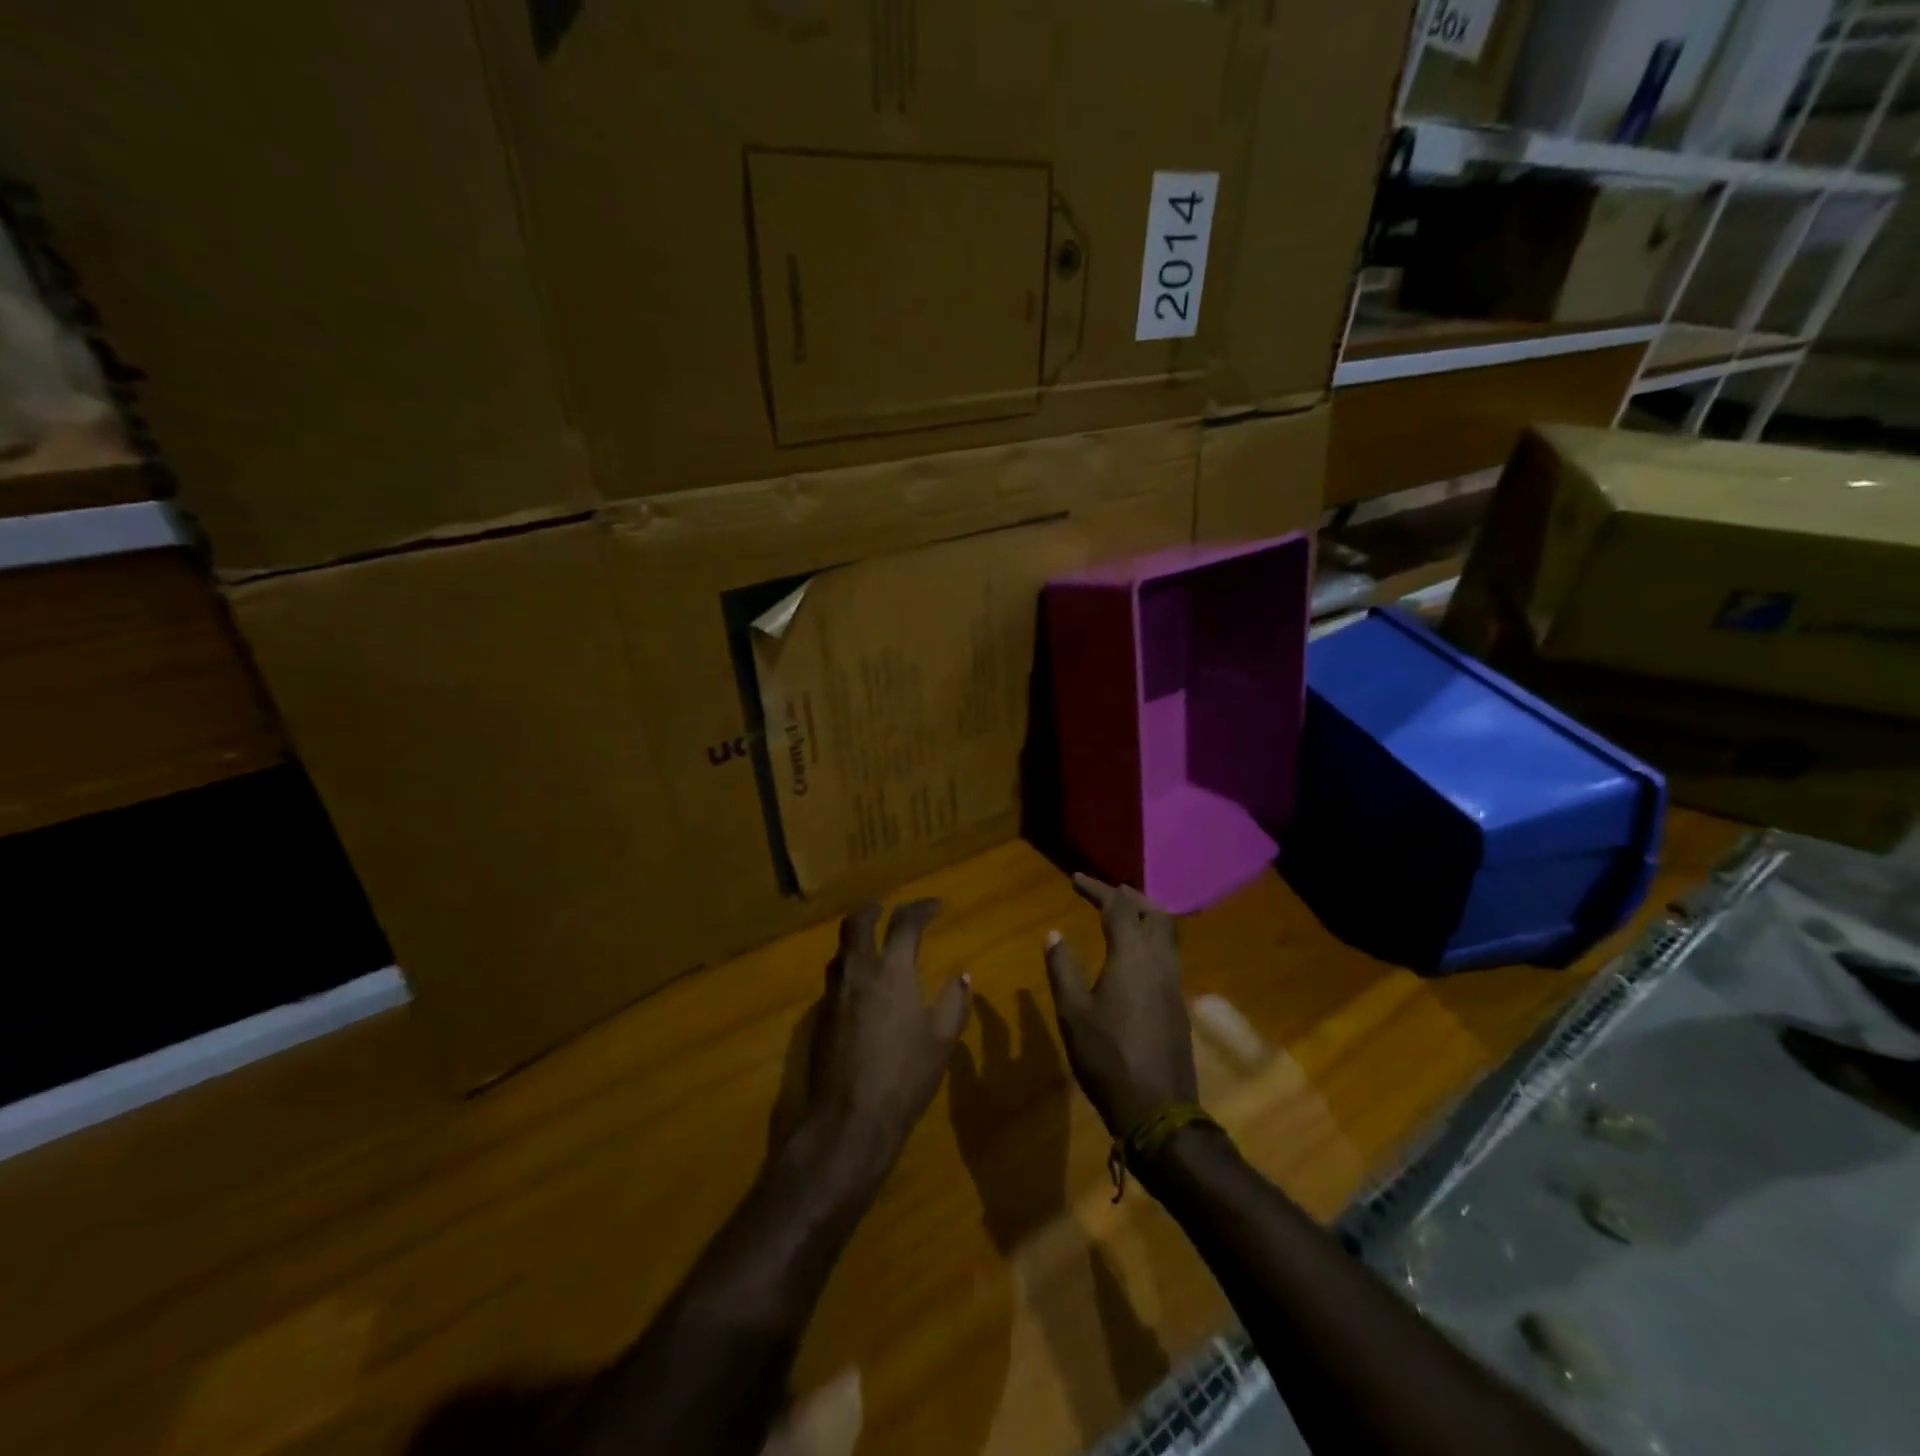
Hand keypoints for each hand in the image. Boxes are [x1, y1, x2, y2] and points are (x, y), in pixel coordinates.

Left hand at [804, 899, 972, 1162]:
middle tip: (888, 909)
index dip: (922, 909)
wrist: (851, 1118)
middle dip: (874, 910)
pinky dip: (849, 967)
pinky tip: (862, 987)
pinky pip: (835, 977)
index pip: (905, 923)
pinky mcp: (821, 1017)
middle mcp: (859, 971)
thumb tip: (963, 976)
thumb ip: (954, 1002)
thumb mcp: (942, 1040)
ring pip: (841, 949)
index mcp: (893, 970)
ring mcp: (834, 993)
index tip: (935, 907)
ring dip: (858, 938)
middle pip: (858, 923)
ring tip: (874, 945)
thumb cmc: (906, 1075)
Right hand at [1042, 874, 1198, 1137]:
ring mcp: (1174, 982)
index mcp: (1133, 957)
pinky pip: (1170, 952)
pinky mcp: (1179, 1002)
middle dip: (1128, 896)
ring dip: (1145, 914)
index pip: (1117, 907)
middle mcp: (1160, 961)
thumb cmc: (1108, 1058)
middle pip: (1152, 912)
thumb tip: (1055, 934)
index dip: (1096, 888)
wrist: (1157, 1109)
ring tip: (1122, 913)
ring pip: (1167, 932)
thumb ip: (1063, 968)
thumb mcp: (1073, 1013)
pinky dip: (1152, 937)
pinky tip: (1136, 953)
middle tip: (1104, 891)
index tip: (1074, 879)